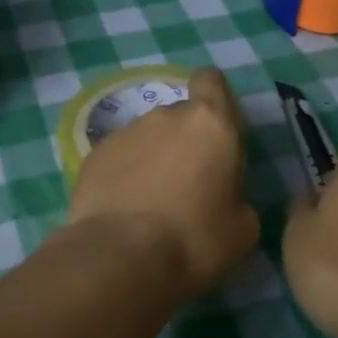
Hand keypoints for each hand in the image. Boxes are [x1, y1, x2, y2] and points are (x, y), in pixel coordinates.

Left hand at [65, 68, 258, 296]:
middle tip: (189, 185)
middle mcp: (166, 116)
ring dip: (154, 159)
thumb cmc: (194, 239)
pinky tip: (124, 208)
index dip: (214, 96)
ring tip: (152, 203)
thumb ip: (237, 196)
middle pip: (180, 116)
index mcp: (210, 124)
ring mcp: (126, 132)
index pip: (211, 81)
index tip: (216, 127)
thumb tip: (224, 197)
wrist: (121, 256)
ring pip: (148, 137)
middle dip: (185, 142)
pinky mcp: (94, 153)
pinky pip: (119, 157)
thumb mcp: (242, 228)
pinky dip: (125, 174)